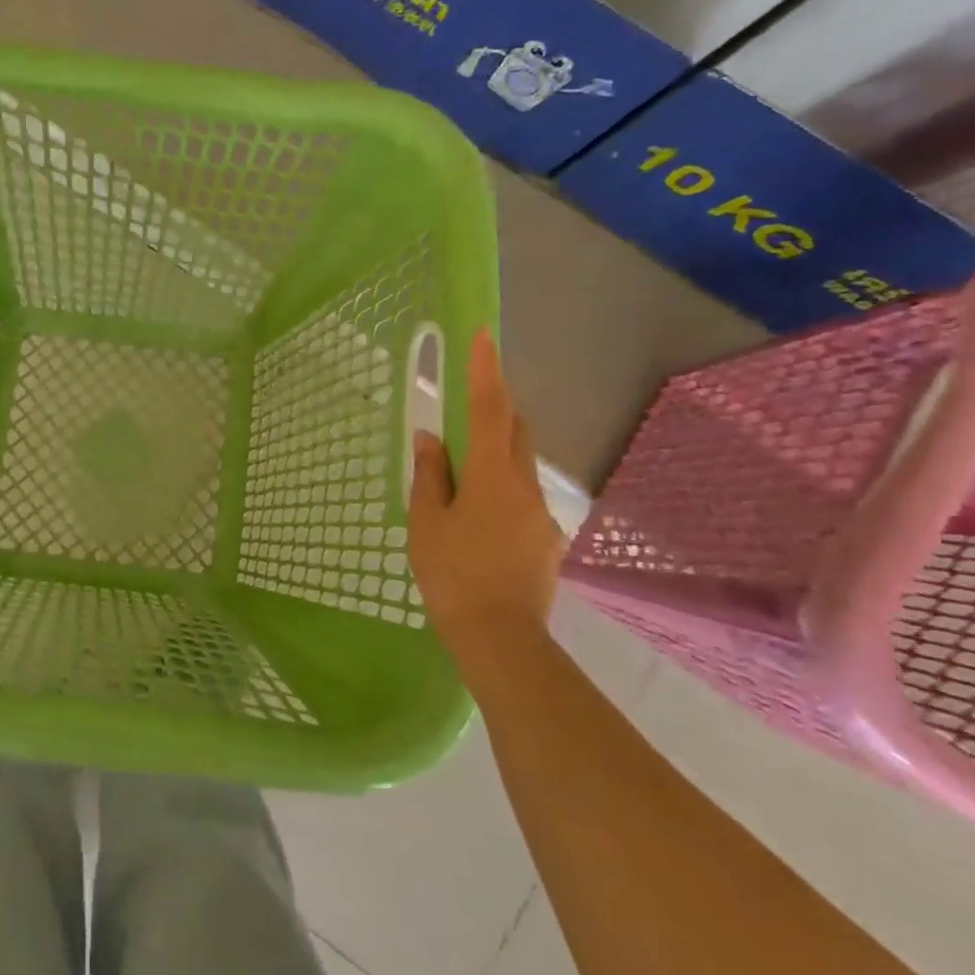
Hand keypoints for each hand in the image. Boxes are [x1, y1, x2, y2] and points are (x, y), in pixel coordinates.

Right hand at [408, 328, 564, 642]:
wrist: (500, 638)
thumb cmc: (452, 572)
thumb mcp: (426, 521)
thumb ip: (430, 474)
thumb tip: (431, 437)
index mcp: (492, 475)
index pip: (491, 410)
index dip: (487, 371)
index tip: (485, 336)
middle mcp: (525, 486)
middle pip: (516, 433)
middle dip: (495, 413)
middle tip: (465, 415)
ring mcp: (542, 514)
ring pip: (519, 468)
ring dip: (495, 460)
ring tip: (461, 489)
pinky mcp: (548, 540)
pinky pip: (522, 501)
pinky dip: (501, 495)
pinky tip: (480, 529)